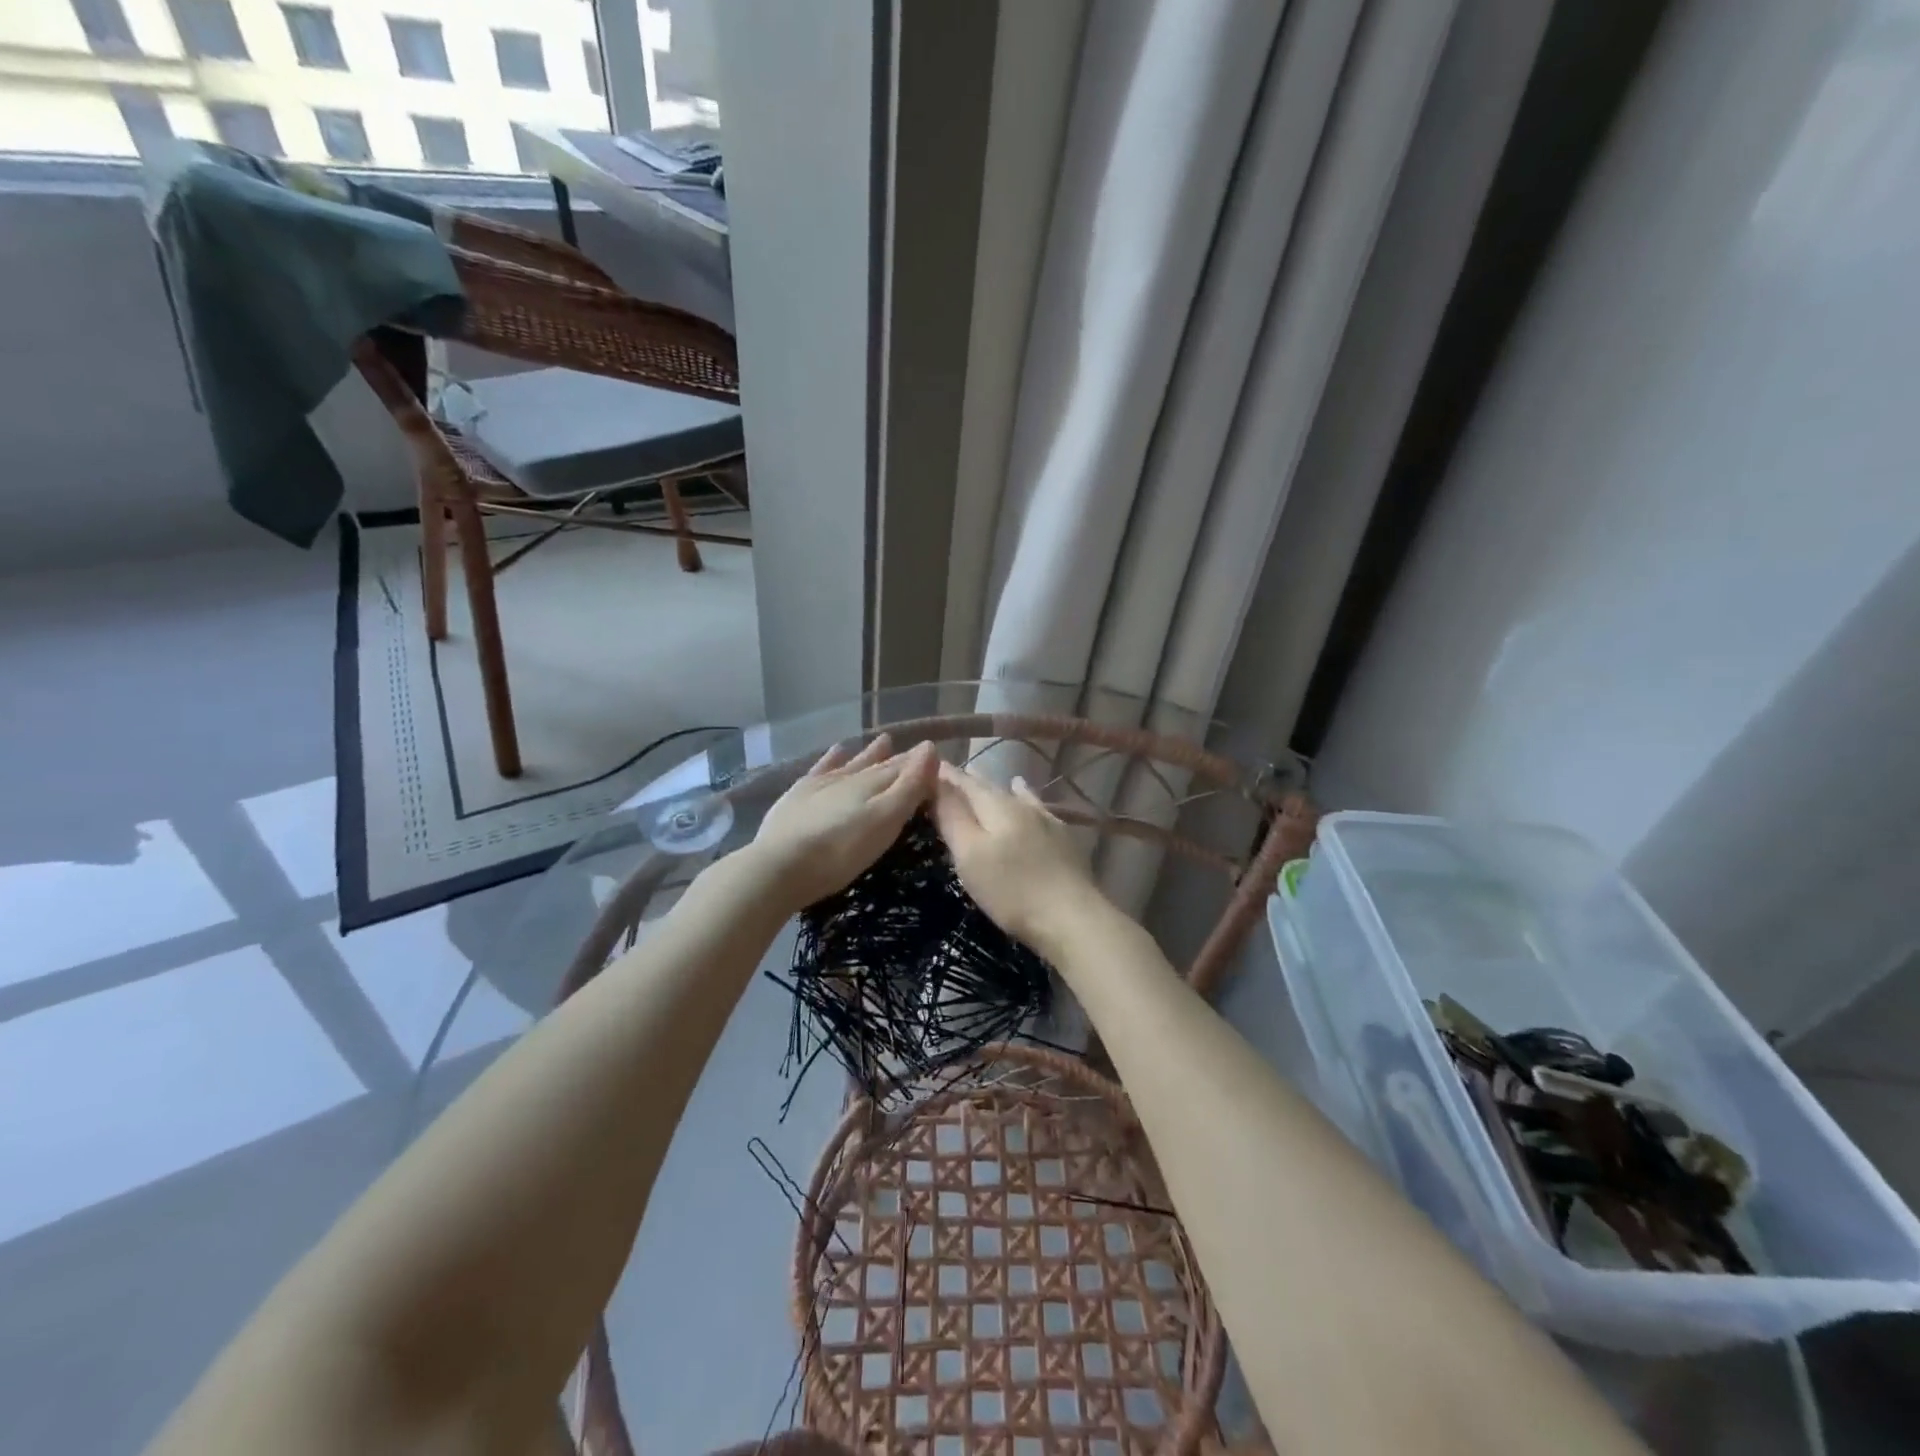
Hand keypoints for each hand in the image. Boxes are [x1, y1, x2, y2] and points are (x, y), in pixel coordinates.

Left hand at [749, 735, 937, 912]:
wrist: (779, 866)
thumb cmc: (841, 851)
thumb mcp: (885, 821)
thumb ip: (909, 786)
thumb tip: (930, 747)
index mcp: (874, 784)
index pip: (904, 768)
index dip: (921, 763)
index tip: (936, 755)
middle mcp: (849, 776)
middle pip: (880, 765)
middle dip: (899, 759)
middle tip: (916, 750)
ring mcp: (821, 784)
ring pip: (853, 763)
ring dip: (870, 753)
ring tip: (884, 740)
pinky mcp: (798, 795)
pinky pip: (822, 768)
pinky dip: (833, 758)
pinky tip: (838, 750)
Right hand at [932, 763, 1104, 952]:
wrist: (1073, 917)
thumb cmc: (1011, 889)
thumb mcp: (970, 854)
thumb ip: (953, 816)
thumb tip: (936, 779)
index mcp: (996, 806)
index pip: (964, 783)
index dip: (945, 776)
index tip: (927, 766)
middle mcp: (1022, 805)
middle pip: (989, 788)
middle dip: (967, 781)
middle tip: (948, 774)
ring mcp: (1046, 821)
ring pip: (1015, 796)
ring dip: (995, 788)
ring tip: (981, 775)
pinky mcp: (1063, 840)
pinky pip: (1037, 809)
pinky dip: (1026, 798)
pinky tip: (1028, 797)